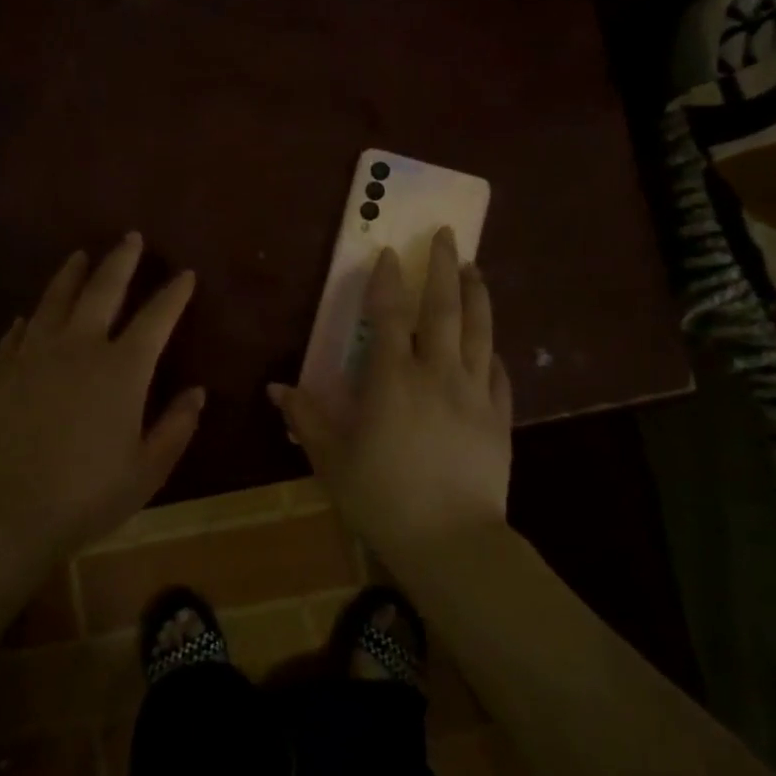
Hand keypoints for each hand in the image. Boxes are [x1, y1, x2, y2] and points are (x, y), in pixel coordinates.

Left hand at [0, 234, 203, 562]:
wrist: (1, 513)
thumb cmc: (86, 495)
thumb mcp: (147, 470)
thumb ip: (176, 427)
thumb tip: (196, 393)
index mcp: (122, 370)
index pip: (156, 318)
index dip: (173, 294)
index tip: (185, 273)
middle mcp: (79, 349)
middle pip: (102, 290)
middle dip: (120, 261)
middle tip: (129, 236)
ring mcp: (33, 357)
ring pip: (54, 301)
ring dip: (71, 275)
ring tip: (80, 256)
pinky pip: (16, 335)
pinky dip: (27, 320)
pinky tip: (28, 316)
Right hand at [269, 227, 511, 559]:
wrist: (450, 541)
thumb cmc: (381, 498)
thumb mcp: (331, 459)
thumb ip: (306, 418)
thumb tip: (276, 389)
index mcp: (392, 380)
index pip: (390, 316)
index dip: (388, 281)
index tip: (389, 254)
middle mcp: (437, 374)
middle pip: (443, 309)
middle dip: (443, 267)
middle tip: (446, 235)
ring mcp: (474, 393)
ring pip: (478, 331)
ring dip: (477, 294)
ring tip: (475, 268)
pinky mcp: (499, 418)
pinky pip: (497, 373)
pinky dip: (491, 351)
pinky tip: (490, 344)